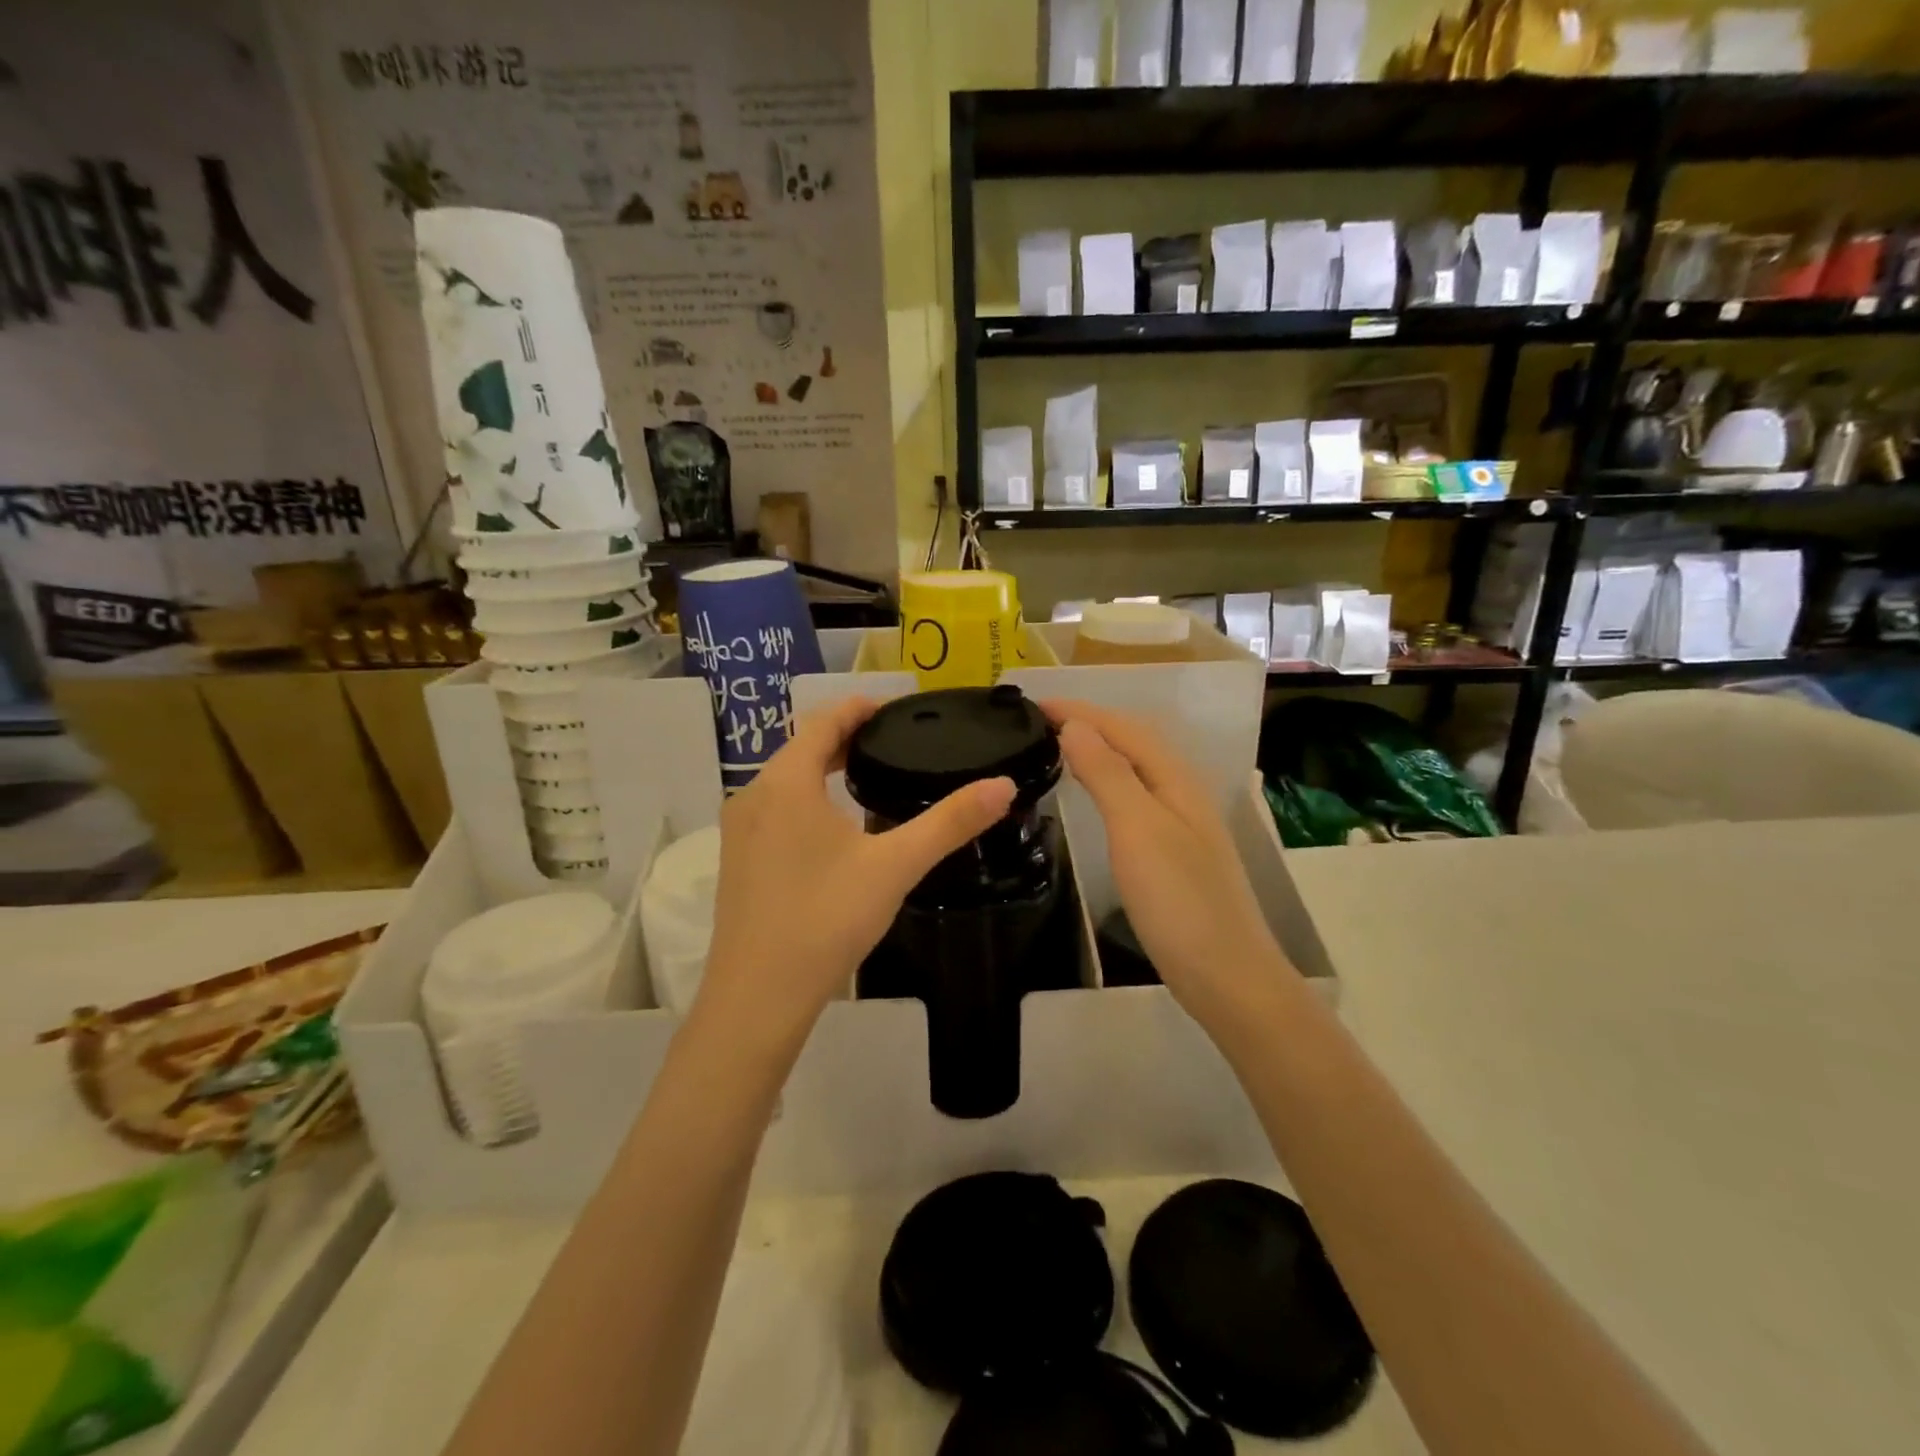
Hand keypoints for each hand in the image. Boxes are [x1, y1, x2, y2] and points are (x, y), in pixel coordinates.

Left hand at [695, 696, 1015, 1050]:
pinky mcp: (737, 860)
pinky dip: (805, 797)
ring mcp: (738, 829)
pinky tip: (834, 827)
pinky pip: (774, 808)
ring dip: (822, 768)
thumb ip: (950, 822)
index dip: (857, 708)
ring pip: (785, 780)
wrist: (758, 996)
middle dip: (843, 737)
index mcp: (786, 782)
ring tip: (868, 775)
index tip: (893, 707)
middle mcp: (753, 795)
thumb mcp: (895, 866)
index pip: (822, 721)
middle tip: (891, 741)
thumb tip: (1003, 785)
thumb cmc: (826, 919)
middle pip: (801, 747)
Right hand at [1043, 700, 1293, 1023]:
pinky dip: (1107, 782)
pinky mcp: (1174, 852)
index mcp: (1175, 779)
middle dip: (1088, 723)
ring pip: (1135, 769)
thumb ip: (1108, 773)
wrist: (1226, 975)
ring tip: (1057, 747)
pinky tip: (1095, 796)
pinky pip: (1134, 797)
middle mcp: (1182, 792)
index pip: (1122, 727)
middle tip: (1038, 722)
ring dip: (1098, 750)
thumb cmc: (1178, 900)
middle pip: (1133, 742)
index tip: (1032, 704)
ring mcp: (1181, 823)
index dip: (1079, 711)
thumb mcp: (1137, 828)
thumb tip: (1076, 726)